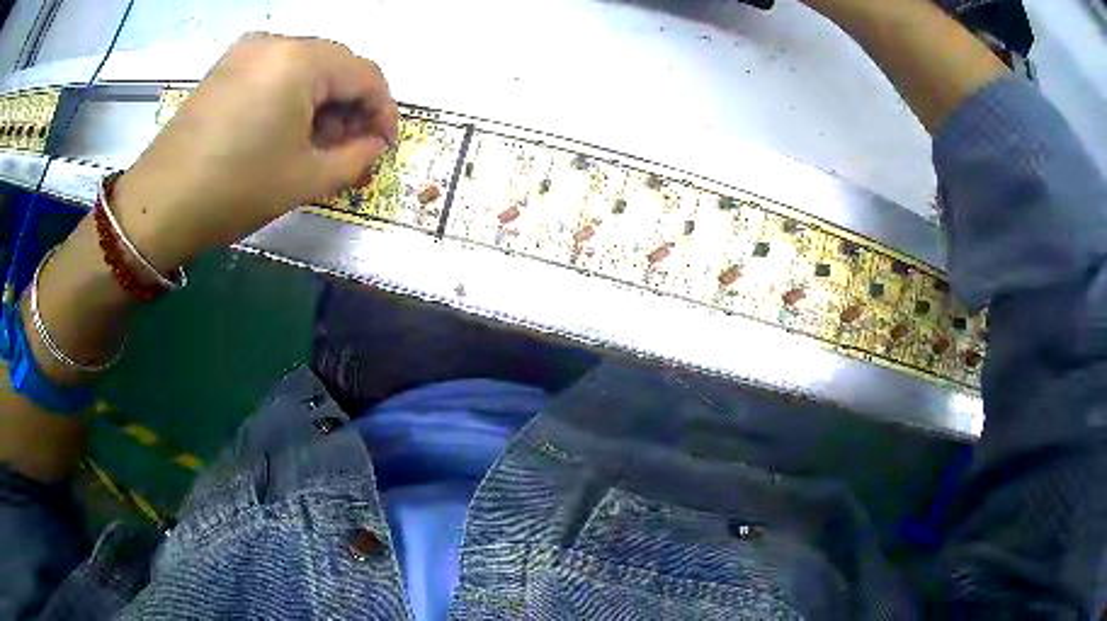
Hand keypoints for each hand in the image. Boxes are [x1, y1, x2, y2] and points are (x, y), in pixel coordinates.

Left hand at [114, 33, 398, 271]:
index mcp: (301, 60)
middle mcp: (277, 41)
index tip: (384, 145)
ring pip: (305, 66)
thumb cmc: (234, 190)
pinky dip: (292, 96)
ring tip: (317, 143)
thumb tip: (375, 145)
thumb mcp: (305, 179)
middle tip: (351, 148)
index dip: (384, 109)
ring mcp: (246, 51)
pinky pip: (275, 71)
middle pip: (335, 64)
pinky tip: (285, 129)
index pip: (365, 73)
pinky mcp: (226, 67)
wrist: (158, 206)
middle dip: (351, 106)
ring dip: (321, 101)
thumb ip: (356, 158)